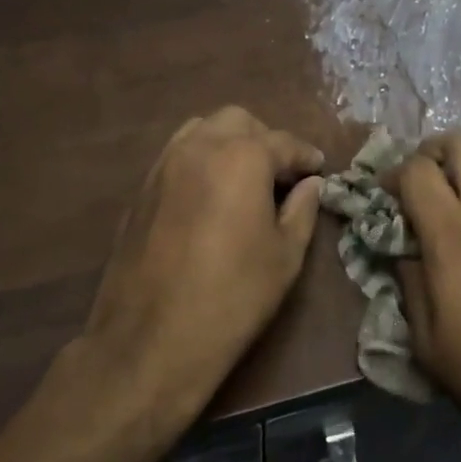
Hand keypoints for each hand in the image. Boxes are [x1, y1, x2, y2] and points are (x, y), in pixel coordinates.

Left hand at [79, 106, 324, 426]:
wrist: (151, 340)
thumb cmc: (233, 297)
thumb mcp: (285, 257)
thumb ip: (302, 210)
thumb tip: (311, 184)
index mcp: (241, 157)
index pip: (283, 142)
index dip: (305, 156)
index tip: (319, 169)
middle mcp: (200, 146)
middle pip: (239, 121)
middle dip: (264, 140)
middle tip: (280, 175)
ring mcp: (164, 164)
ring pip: (202, 130)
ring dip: (228, 143)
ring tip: (243, 179)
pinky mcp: (141, 188)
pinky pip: (177, 155)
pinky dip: (200, 160)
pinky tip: (209, 195)